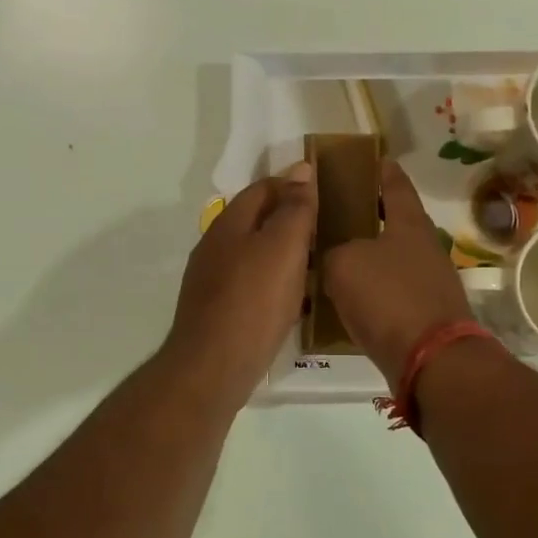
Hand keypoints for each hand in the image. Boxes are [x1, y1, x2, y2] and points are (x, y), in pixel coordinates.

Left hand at [165, 163, 317, 408]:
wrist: (214, 367)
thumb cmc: (253, 301)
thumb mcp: (283, 247)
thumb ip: (295, 209)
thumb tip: (301, 170)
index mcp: (229, 225)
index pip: (262, 189)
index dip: (292, 186)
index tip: (325, 194)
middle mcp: (214, 248)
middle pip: (255, 222)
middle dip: (288, 221)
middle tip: (325, 231)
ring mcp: (212, 282)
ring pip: (253, 256)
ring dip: (282, 255)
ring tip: (315, 265)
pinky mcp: (217, 312)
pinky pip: (251, 286)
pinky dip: (273, 284)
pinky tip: (291, 301)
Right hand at [323, 160, 474, 387]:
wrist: (431, 359)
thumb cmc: (389, 298)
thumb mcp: (344, 265)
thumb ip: (333, 251)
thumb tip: (335, 256)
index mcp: (409, 223)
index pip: (395, 183)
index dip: (380, 169)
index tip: (367, 159)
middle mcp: (425, 247)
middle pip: (394, 222)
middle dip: (366, 216)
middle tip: (333, 215)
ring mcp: (430, 282)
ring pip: (391, 260)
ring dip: (367, 257)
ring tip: (332, 259)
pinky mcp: (426, 314)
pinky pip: (392, 293)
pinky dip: (372, 291)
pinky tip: (347, 300)